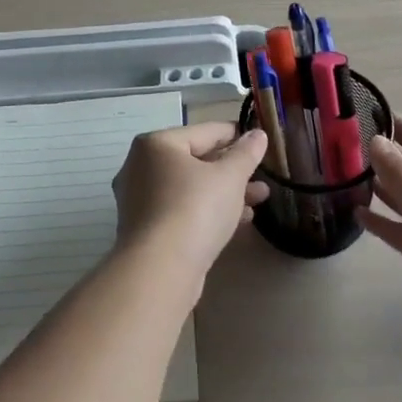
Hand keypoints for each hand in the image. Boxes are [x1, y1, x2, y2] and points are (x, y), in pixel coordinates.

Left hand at [112, 123, 270, 278]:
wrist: (159, 270)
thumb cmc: (195, 209)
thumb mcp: (230, 177)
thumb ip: (246, 153)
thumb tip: (257, 134)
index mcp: (156, 144)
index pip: (205, 131)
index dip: (236, 134)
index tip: (260, 141)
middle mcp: (140, 167)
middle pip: (196, 160)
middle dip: (233, 169)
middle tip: (262, 175)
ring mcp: (139, 200)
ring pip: (190, 188)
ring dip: (225, 192)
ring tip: (260, 198)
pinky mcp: (145, 229)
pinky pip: (182, 210)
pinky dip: (208, 210)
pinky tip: (239, 220)